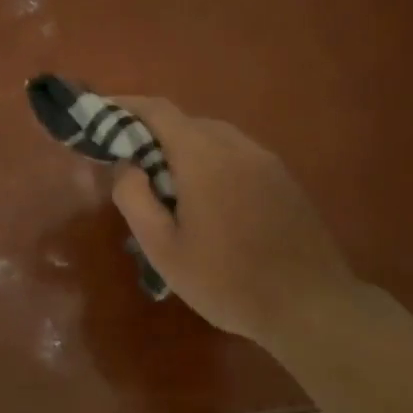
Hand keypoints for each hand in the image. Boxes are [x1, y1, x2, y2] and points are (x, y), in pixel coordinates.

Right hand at [109, 97, 358, 351]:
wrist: (311, 305)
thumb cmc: (227, 280)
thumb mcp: (163, 249)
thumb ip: (135, 198)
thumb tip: (126, 165)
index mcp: (203, 156)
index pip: (158, 110)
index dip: (126, 106)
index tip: (101, 113)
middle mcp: (236, 145)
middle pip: (186, 122)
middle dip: (152, 133)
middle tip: (129, 163)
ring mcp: (265, 160)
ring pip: (213, 137)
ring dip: (183, 148)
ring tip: (166, 185)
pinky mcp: (283, 179)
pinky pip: (236, 155)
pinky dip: (210, 161)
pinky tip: (207, 201)